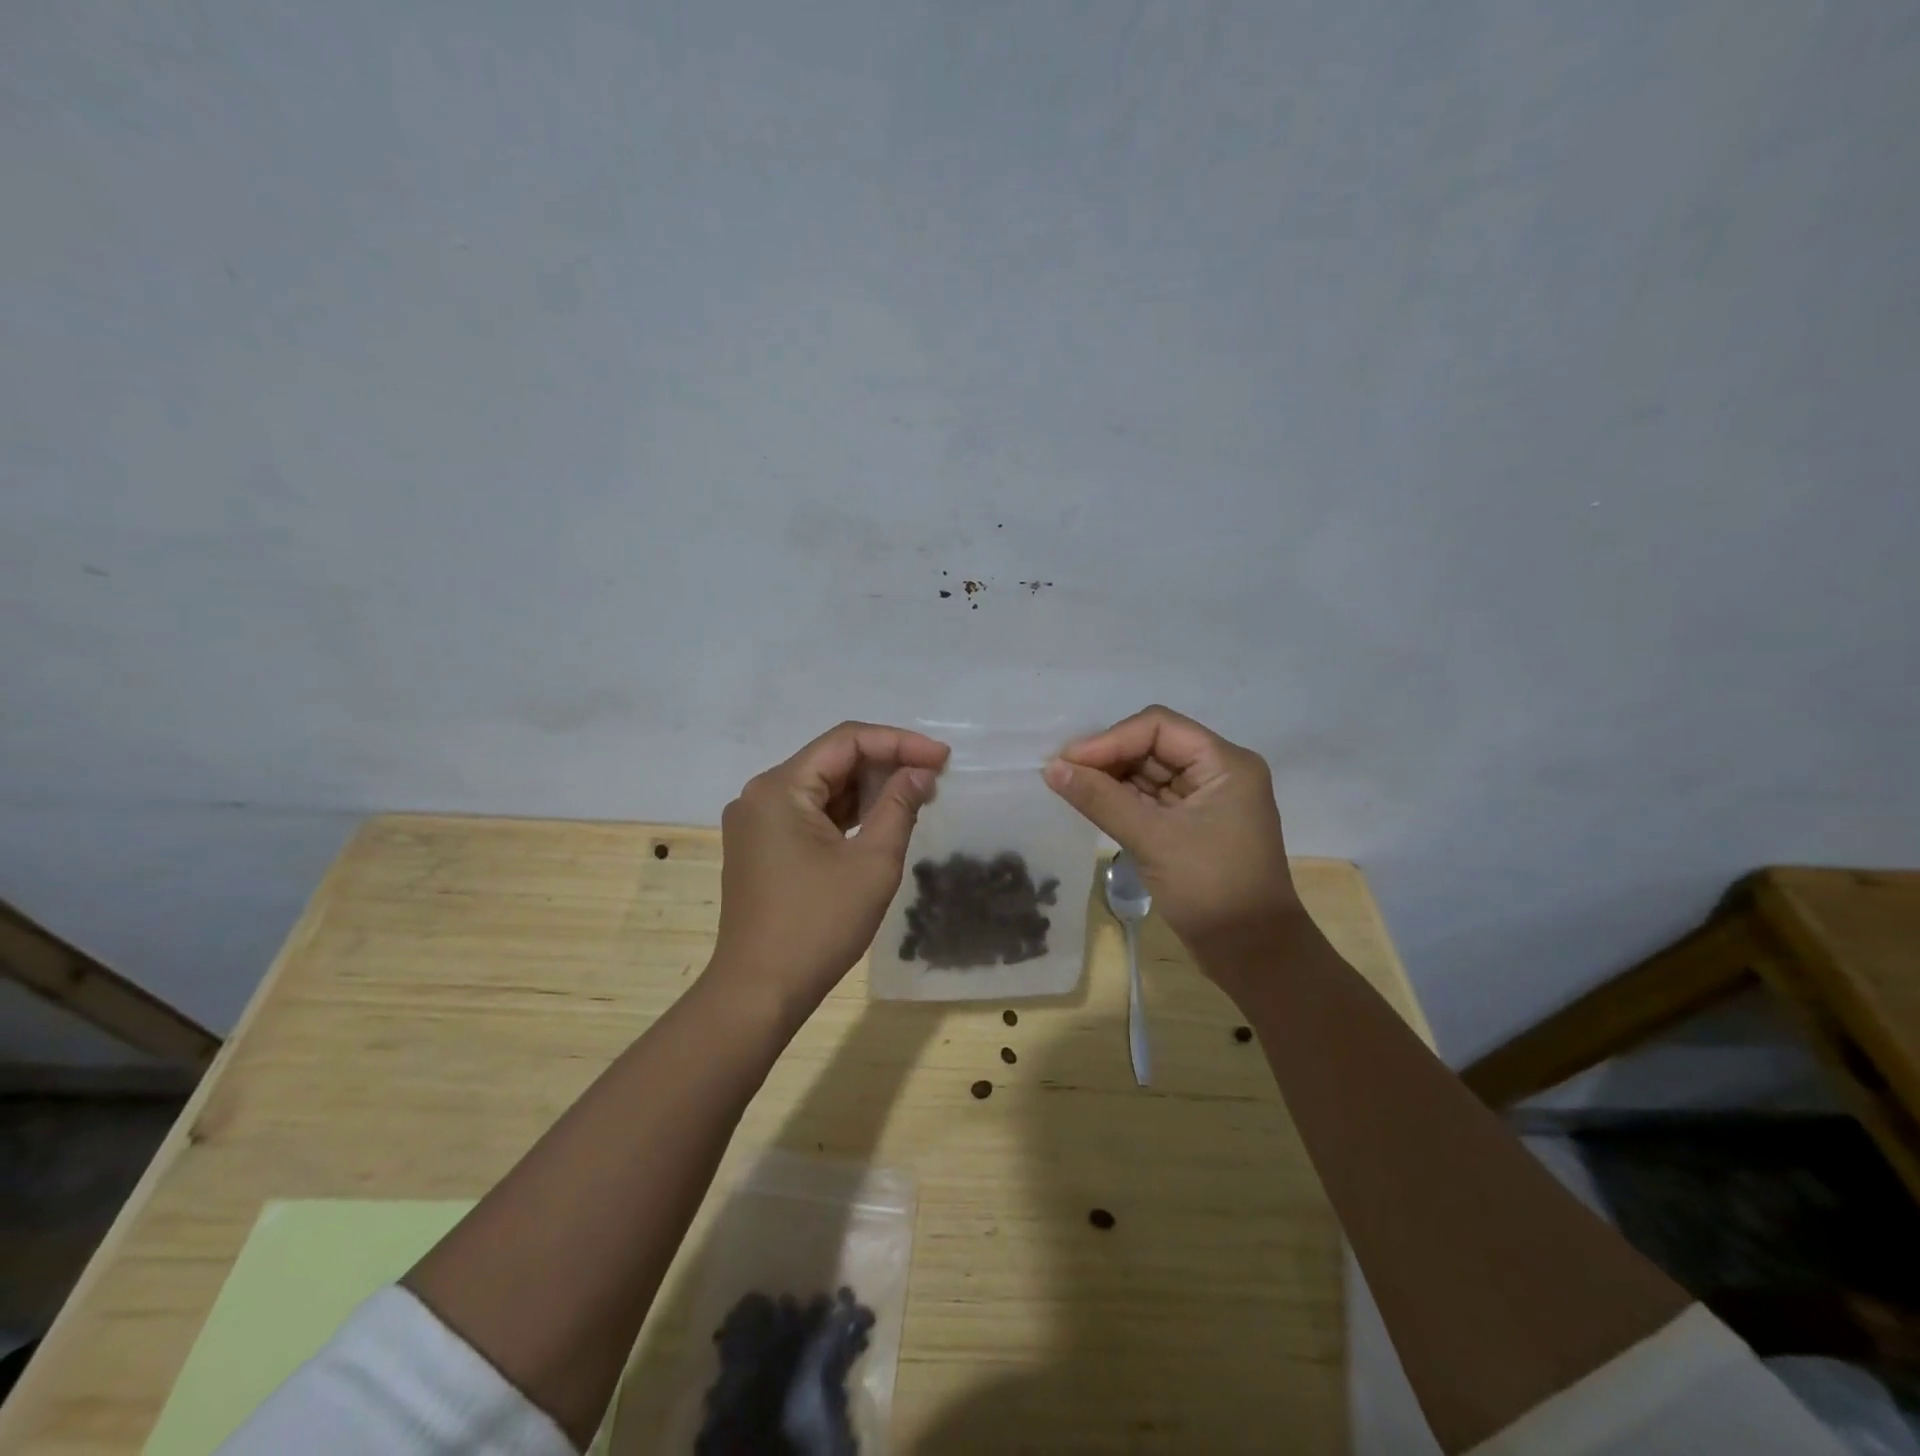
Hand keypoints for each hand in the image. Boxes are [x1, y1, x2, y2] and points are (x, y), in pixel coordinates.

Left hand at [710, 722, 949, 1023]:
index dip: (900, 742)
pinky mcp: (762, 847)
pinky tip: (881, 819)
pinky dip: (847, 813)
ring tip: (917, 797)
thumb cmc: (819, 925)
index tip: (942, 758)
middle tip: (934, 779)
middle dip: (886, 764)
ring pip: (822, 787)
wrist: (759, 992)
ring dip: (868, 789)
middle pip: (832, 760)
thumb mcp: (873, 862)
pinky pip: (810, 814)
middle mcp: (761, 795)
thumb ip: (899, 806)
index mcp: (780, 788)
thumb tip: (920, 773)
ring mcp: (757, 822)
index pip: (847, 740)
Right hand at [1043, 706, 1302, 968]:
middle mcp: (1217, 773)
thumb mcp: (1153, 840)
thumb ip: (1101, 799)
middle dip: (1108, 758)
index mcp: (1224, 764)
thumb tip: (1052, 768)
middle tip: (1061, 774)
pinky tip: (1090, 803)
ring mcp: (1205, 800)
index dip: (1110, 739)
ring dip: (1110, 779)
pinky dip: (1121, 800)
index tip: (1068, 761)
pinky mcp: (1191, 825)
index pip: (1158, 728)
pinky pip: (1151, 800)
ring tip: (1068, 787)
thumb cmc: (1211, 889)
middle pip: (1153, 746)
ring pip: (1149, 773)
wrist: (1252, 954)